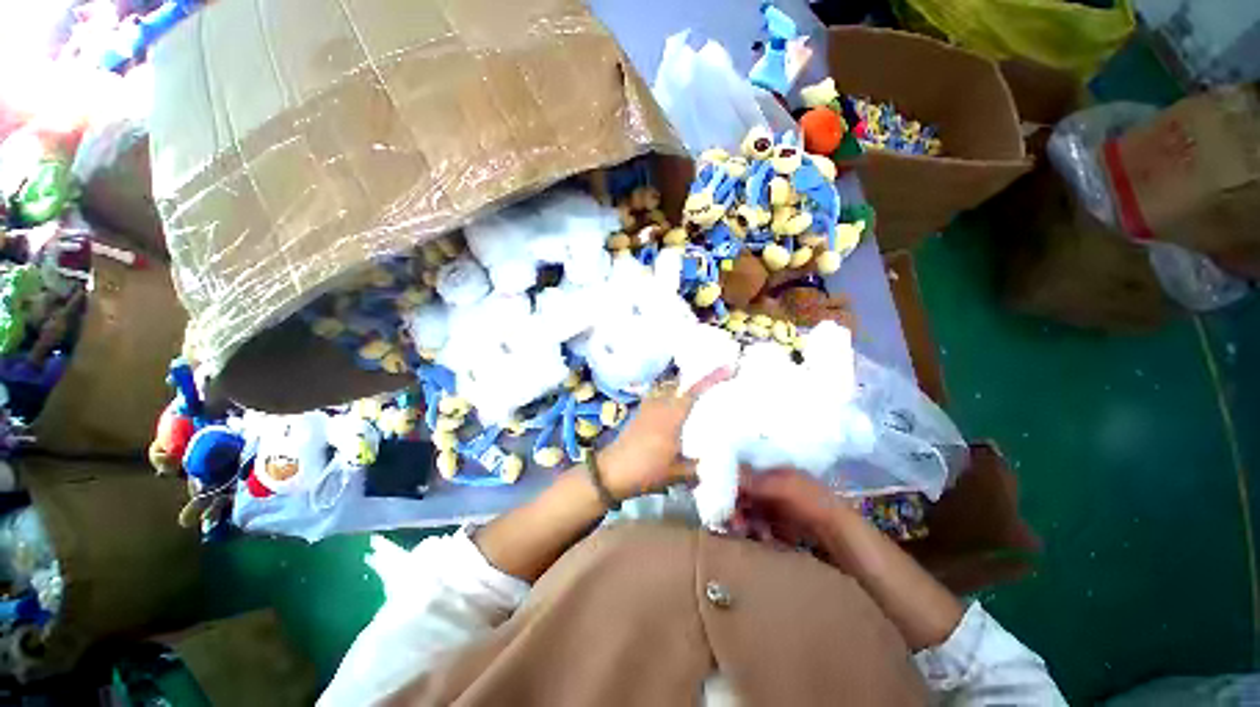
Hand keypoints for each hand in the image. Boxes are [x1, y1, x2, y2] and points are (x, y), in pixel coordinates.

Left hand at [596, 367, 732, 499]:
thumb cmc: (646, 471)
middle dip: (699, 377)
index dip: (713, 377)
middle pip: (682, 382)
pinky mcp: (640, 412)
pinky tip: (675, 406)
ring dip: (684, 385)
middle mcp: (660, 405)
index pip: (695, 391)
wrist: (611, 472)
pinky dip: (670, 394)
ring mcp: (648, 407)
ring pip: (669, 387)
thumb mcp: (677, 474)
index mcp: (672, 416)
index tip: (730, 367)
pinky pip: (659, 395)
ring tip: (699, 391)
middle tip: (718, 379)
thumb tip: (716, 464)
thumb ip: (698, 467)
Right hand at [732, 468, 852, 556]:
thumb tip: (727, 477)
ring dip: (744, 520)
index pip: (745, 472)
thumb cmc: (815, 503)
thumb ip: (756, 482)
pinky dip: (757, 530)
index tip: (721, 496)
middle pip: (745, 492)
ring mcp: (778, 506)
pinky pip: (761, 525)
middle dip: (736, 505)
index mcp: (774, 470)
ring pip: (751, 510)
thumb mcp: (785, 488)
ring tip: (744, 531)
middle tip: (732, 521)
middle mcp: (773, 486)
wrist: (844, 537)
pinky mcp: (782, 525)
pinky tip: (763, 537)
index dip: (731, 482)